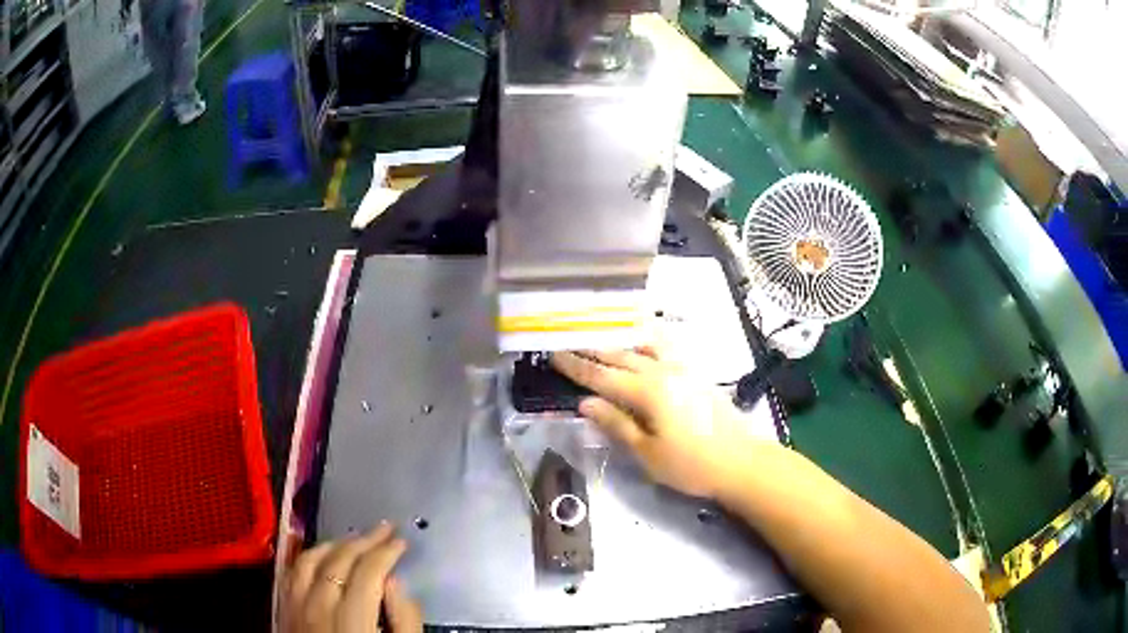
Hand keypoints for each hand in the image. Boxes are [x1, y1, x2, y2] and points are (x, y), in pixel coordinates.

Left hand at [281, 523, 421, 632]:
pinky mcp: (282, 609)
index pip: (367, 573)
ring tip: (355, 537)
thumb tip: (395, 582)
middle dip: (364, 540)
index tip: (402, 541)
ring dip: (335, 543)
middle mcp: (317, 607)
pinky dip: (308, 555)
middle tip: (385, 528)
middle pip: (338, 561)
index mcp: (350, 622)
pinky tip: (320, 552)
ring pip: (311, 560)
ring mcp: (295, 606)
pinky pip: (292, 571)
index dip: (386, 552)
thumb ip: (403, 622)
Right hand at [551, 347, 761, 498]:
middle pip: (620, 357)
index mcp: (647, 392)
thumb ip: (616, 424)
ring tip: (599, 335)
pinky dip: (646, 339)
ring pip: (643, 346)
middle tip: (567, 342)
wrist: (741, 461)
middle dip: (592, 350)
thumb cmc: (690, 465)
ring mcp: (682, 369)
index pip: (603, 376)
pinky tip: (643, 339)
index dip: (577, 367)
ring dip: (618, 340)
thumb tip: (585, 403)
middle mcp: (663, 372)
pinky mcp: (696, 374)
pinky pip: (664, 347)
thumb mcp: (647, 453)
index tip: (554, 355)